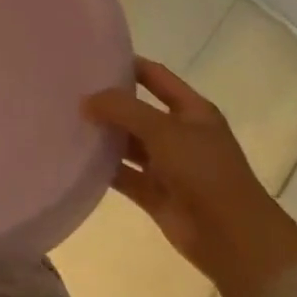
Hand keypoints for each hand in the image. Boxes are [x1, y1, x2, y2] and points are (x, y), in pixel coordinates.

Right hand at [86, 58, 296, 296]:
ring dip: (103, 136)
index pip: (155, 76)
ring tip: (63, 121)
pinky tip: (74, 158)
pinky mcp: (154, 194)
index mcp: (192, 111)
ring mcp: (167, 165)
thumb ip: (123, 109)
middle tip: (68, 91)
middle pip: (137, 110)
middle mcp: (179, 134)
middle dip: (108, 102)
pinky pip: (123, 174)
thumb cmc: (204, 171)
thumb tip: (86, 101)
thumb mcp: (163, 130)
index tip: (92, 59)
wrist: (232, 238)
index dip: (127, 65)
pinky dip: (103, 168)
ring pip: (128, 144)